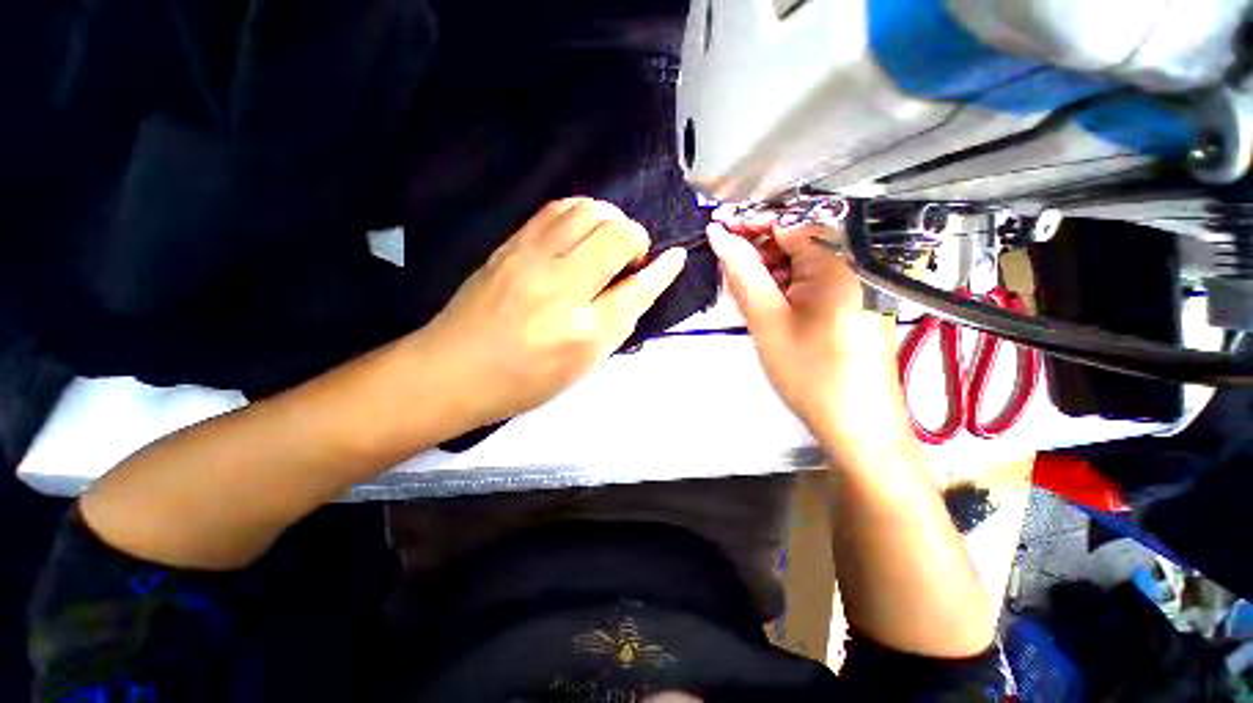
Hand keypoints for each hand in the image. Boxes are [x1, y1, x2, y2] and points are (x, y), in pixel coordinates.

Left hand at [418, 198, 686, 425]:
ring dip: (610, 219)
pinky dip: (581, 212)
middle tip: (629, 259)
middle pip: (616, 235)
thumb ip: (617, 324)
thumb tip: (641, 286)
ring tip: (607, 242)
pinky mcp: (510, 245)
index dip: (663, 270)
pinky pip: (555, 209)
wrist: (453, 370)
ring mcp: (530, 259)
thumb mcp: (582, 365)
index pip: (637, 289)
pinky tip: (581, 231)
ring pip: (587, 210)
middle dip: (636, 239)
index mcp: (583, 332)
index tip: (676, 257)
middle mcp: (561, 288)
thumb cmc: (525, 380)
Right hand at [707, 218, 904, 447]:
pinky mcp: (863, 301)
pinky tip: (776, 305)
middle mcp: (860, 263)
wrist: (857, 425)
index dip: (751, 225)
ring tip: (752, 295)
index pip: (788, 225)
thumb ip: (742, 273)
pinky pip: (821, 280)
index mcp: (841, 262)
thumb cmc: (809, 373)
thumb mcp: (767, 320)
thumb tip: (719, 234)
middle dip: (762, 252)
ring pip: (808, 262)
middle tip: (732, 274)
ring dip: (775, 272)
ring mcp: (865, 283)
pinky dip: (793, 287)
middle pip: (800, 241)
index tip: (719, 231)